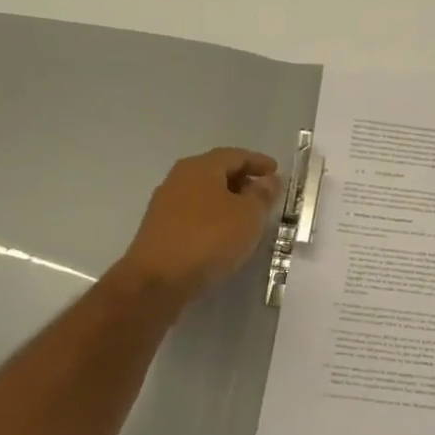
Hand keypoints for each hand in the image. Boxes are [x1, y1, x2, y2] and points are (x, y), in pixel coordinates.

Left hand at [117, 148, 282, 304]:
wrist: (158, 280)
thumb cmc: (209, 239)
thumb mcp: (248, 215)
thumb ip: (262, 195)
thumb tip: (269, 180)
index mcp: (200, 167)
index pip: (235, 155)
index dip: (258, 161)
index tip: (277, 171)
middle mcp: (179, 179)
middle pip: (216, 171)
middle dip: (242, 179)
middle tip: (264, 192)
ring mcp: (166, 204)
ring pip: (204, 193)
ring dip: (228, 200)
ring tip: (248, 215)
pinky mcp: (161, 228)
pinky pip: (194, 213)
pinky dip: (214, 216)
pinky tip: (224, 232)